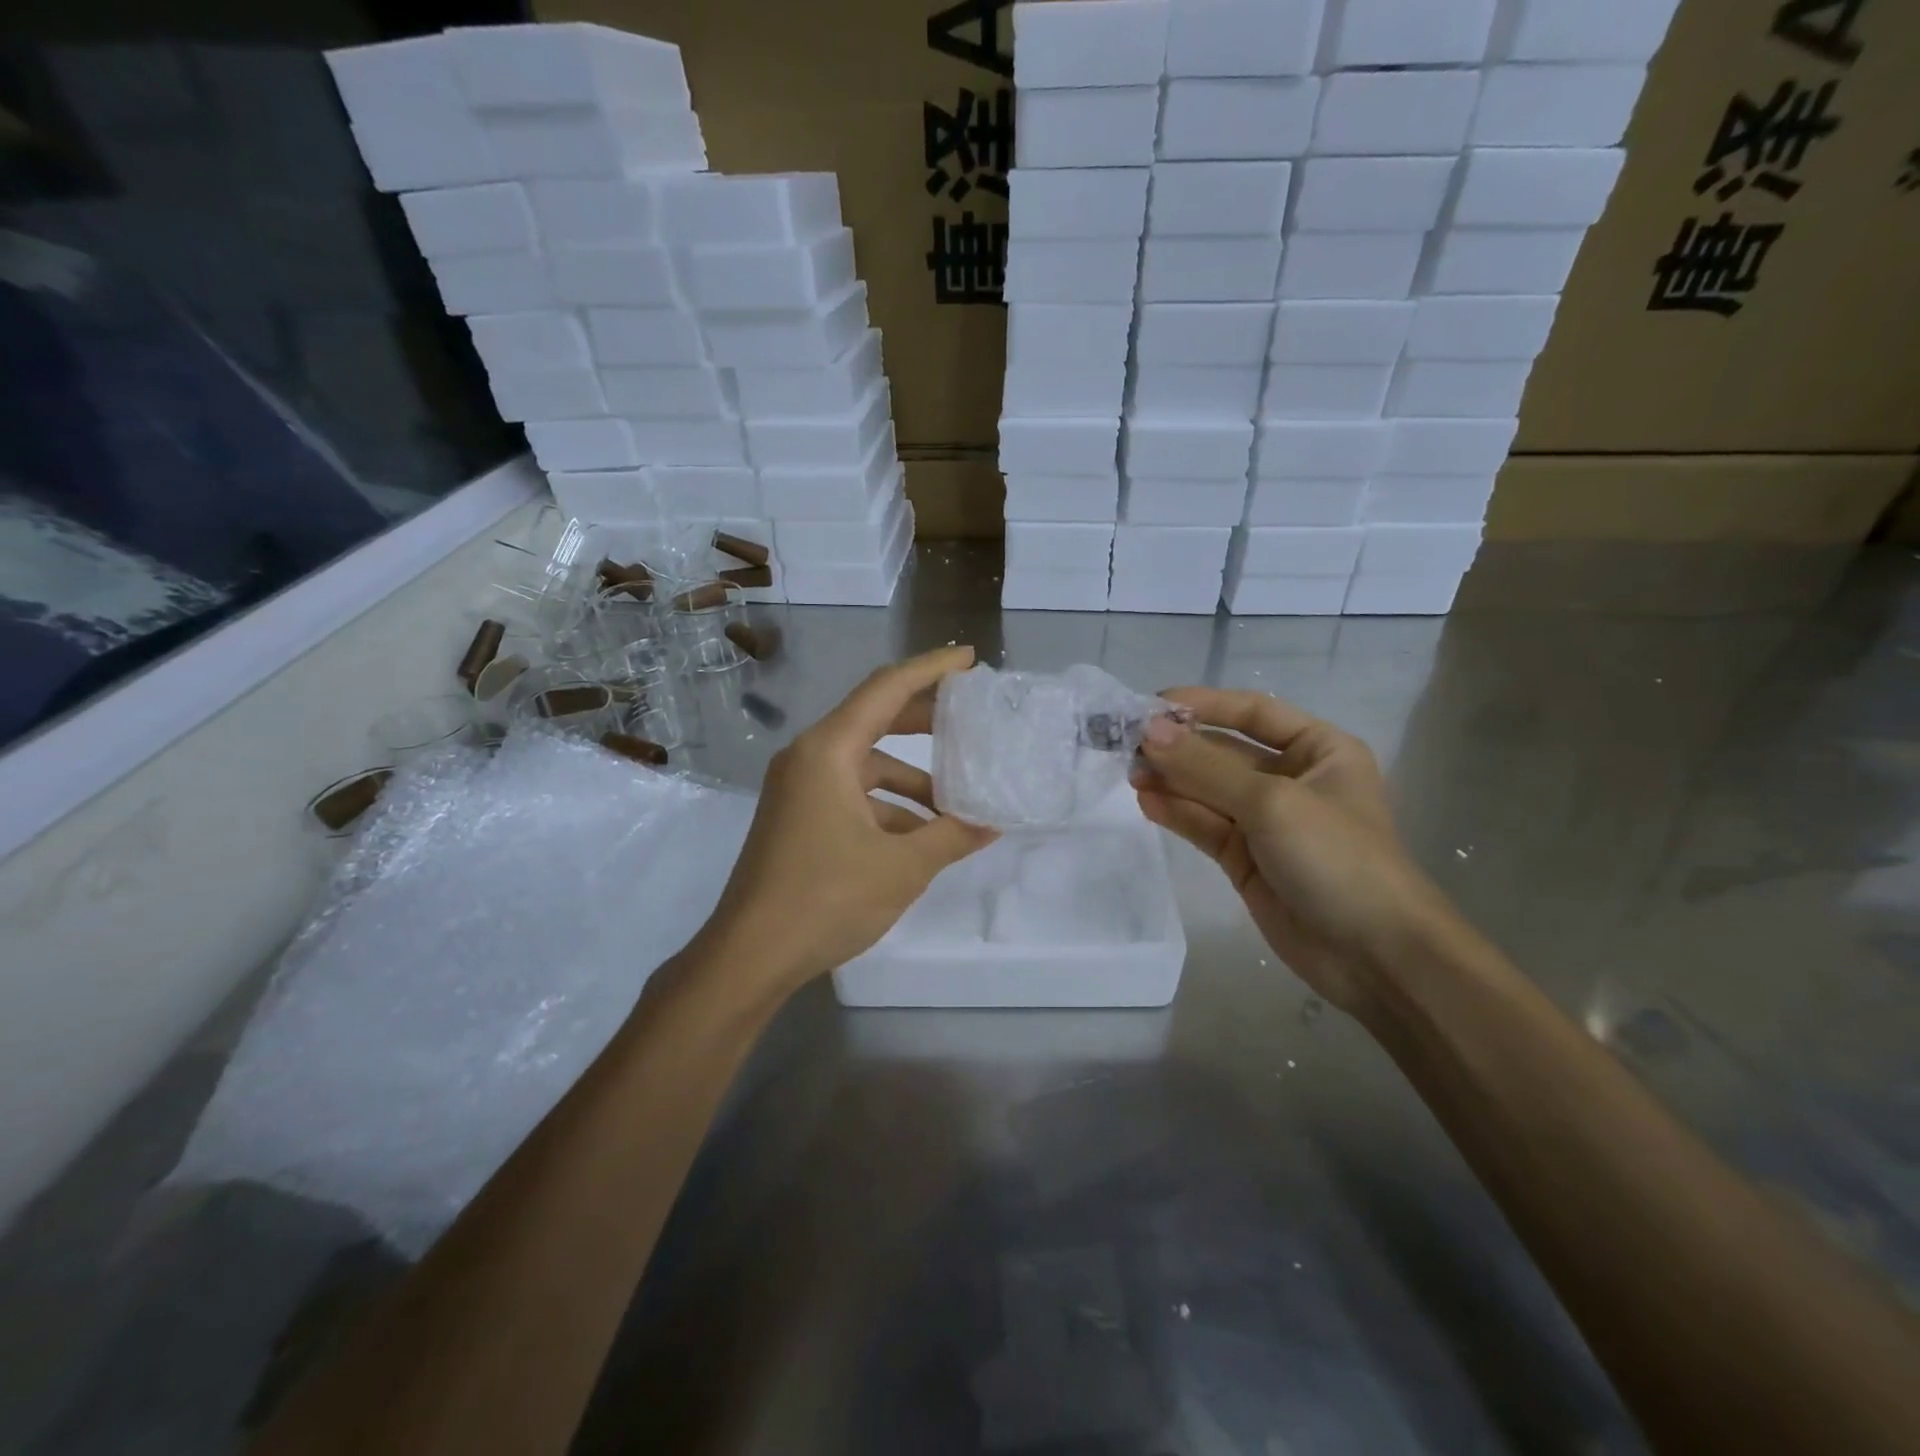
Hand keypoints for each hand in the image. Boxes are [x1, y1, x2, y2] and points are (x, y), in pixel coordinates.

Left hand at [696, 646, 997, 997]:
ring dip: (910, 780)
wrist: (750, 955)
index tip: (968, 660)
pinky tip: (920, 838)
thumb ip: (951, 836)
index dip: (931, 669)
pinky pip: (851, 794)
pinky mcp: (797, 817)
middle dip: (925, 721)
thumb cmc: (826, 898)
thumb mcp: (902, 867)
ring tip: (957, 804)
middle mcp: (809, 757)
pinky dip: (887, 807)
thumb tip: (993, 824)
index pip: (886, 689)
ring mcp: (799, 788)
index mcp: (828, 750)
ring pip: (866, 765)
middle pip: (875, 720)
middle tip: (971, 719)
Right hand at [1132, 687, 1455, 1017]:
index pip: (1252, 712)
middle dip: (1180, 747)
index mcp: (1319, 750)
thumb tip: (1148, 730)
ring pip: (1209, 791)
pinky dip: (1177, 813)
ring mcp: (1267, 822)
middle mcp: (1292, 779)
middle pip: (1225, 752)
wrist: (1375, 955)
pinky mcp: (1246, 859)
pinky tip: (1147, 802)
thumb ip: (1205, 767)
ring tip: (1131, 774)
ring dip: (1172, 780)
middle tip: (1129, 745)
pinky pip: (1205, 826)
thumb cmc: (1336, 858)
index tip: (1152, 704)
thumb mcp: (1272, 802)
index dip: (1203, 704)